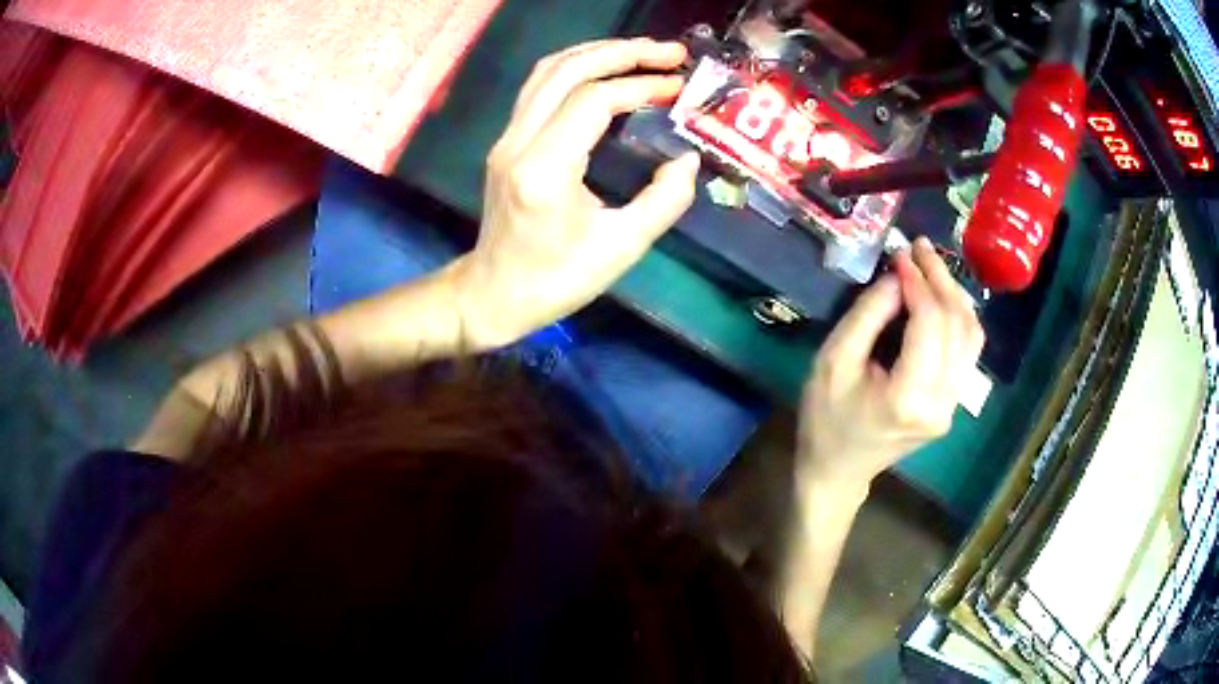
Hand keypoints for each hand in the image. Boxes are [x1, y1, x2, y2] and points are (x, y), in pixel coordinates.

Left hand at [451, 39, 701, 348]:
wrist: (493, 295)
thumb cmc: (556, 281)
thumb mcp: (621, 249)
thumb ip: (663, 201)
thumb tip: (688, 160)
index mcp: (545, 169)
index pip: (593, 101)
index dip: (641, 86)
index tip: (679, 88)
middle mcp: (518, 142)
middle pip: (566, 71)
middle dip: (622, 52)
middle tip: (669, 51)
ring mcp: (507, 139)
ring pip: (547, 72)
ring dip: (596, 53)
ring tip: (642, 53)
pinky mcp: (507, 142)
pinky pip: (540, 88)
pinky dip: (576, 70)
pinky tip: (606, 73)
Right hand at [797, 238, 985, 495]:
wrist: (838, 471)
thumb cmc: (825, 419)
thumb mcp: (834, 361)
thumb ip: (869, 315)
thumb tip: (899, 278)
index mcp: (909, 398)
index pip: (930, 324)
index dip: (919, 281)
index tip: (901, 254)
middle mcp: (942, 403)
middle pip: (956, 325)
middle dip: (940, 279)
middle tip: (919, 248)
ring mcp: (952, 406)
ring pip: (971, 336)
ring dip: (954, 294)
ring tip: (932, 266)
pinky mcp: (953, 404)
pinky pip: (968, 351)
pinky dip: (959, 317)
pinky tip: (943, 297)